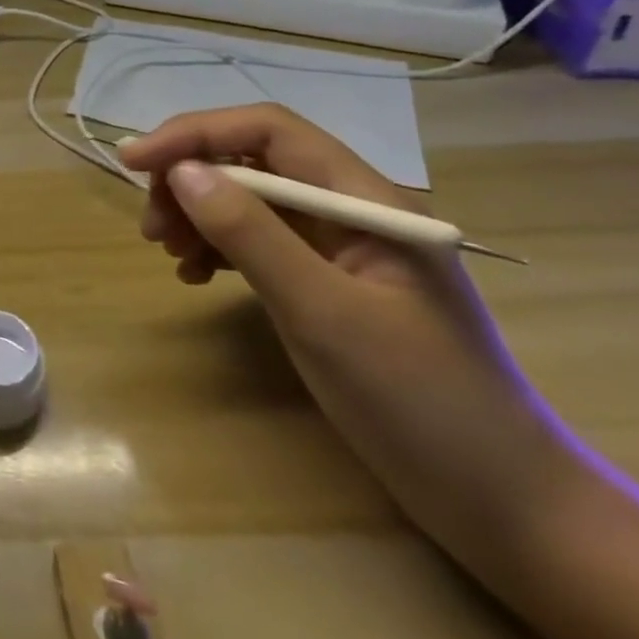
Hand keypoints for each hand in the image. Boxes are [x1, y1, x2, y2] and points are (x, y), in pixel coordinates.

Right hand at [120, 105, 567, 550]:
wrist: (505, 506)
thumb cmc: (422, 404)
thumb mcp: (325, 314)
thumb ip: (252, 234)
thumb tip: (182, 171)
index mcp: (367, 200)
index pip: (268, 131)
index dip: (195, 133)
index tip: (133, 161)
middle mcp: (352, 210)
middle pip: (253, 161)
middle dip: (190, 179)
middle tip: (150, 227)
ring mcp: (341, 249)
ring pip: (250, 201)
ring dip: (198, 215)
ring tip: (168, 254)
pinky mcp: (328, 285)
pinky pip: (259, 243)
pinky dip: (218, 249)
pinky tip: (196, 276)